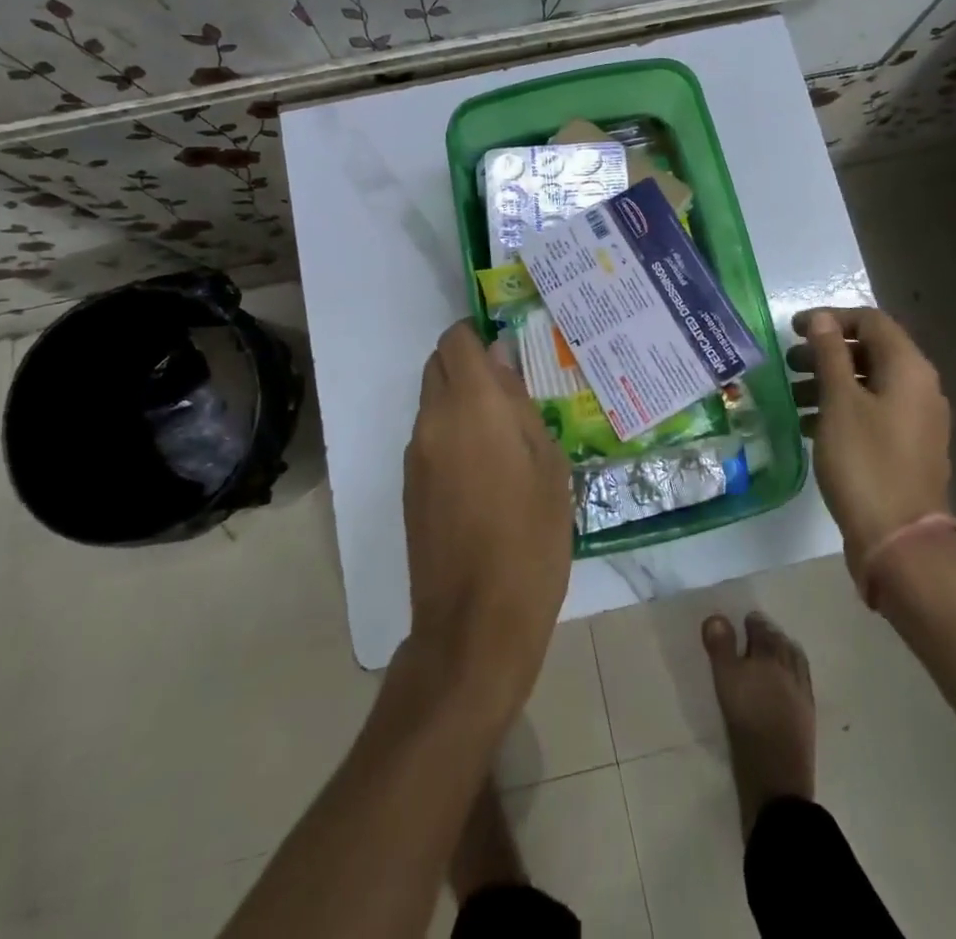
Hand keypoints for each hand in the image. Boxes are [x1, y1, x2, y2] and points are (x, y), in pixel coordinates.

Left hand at [402, 321, 572, 719]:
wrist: (475, 621)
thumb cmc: (530, 538)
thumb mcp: (547, 464)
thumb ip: (519, 404)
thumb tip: (500, 361)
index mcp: (471, 405)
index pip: (456, 340)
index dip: (478, 334)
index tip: (507, 349)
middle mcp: (432, 420)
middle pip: (438, 365)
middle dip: (468, 364)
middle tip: (511, 391)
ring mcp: (414, 455)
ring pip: (432, 401)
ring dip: (460, 400)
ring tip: (504, 433)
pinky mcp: (409, 486)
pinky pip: (428, 436)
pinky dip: (451, 432)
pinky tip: (485, 468)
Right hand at [789, 306, 951, 585]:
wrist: (899, 540)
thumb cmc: (865, 462)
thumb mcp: (839, 402)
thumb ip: (830, 355)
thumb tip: (823, 319)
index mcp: (909, 369)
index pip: (871, 321)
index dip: (831, 318)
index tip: (793, 329)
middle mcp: (920, 387)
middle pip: (870, 351)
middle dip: (826, 351)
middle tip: (789, 362)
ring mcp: (916, 420)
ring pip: (868, 384)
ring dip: (829, 381)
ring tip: (792, 394)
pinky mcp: (906, 447)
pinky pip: (871, 412)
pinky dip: (840, 409)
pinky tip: (808, 424)